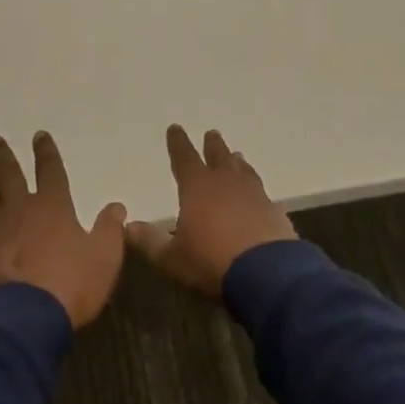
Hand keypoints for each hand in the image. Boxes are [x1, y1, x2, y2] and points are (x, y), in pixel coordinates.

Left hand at [0, 132, 127, 329]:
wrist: (25, 318)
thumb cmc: (70, 286)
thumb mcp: (104, 258)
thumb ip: (110, 230)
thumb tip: (116, 206)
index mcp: (53, 207)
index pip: (50, 171)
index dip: (46, 153)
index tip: (39, 136)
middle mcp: (20, 211)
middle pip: (9, 177)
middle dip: (2, 157)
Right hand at [126, 126, 295, 298]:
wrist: (267, 275)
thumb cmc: (210, 262)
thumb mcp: (171, 258)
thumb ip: (150, 241)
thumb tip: (129, 226)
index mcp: (197, 188)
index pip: (184, 158)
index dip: (178, 143)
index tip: (175, 128)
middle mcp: (227, 184)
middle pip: (219, 157)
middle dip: (213, 145)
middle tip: (212, 133)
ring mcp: (254, 196)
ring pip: (244, 171)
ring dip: (237, 163)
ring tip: (236, 156)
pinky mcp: (275, 213)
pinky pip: (263, 194)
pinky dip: (256, 190)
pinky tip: (259, 195)